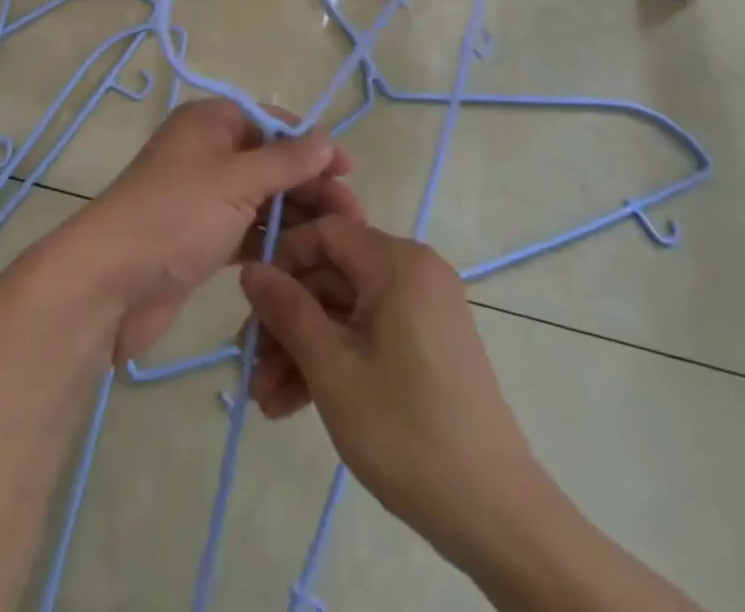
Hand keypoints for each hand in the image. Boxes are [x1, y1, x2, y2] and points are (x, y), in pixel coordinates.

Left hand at [68, 98, 364, 363]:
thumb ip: (286, 160)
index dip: (311, 144)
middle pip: (271, 162)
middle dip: (310, 186)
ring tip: (336, 244)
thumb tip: (327, 139)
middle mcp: (207, 153)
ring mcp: (203, 197)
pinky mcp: (201, 238)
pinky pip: (247, 231)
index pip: (272, 122)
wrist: (110, 282)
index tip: (348, 172)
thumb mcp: (236, 180)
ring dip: (296, 216)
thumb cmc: (176, 214)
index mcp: (210, 122)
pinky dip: (273, 240)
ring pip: (262, 199)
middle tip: (353, 219)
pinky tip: (303, 260)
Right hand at [240, 218, 549, 563]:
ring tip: (266, 401)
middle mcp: (413, 271)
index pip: (326, 232)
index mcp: (397, 261)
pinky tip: (295, 404)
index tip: (251, 303)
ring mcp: (423, 308)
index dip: (283, 260)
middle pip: (332, 277)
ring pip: (346, 311)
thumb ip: (287, 310)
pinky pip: (368, 333)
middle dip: (287, 322)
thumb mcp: (332, 368)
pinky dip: (335, 360)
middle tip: (250, 368)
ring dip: (304, 349)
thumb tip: (250, 268)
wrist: (493, 512)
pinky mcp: (427, 343)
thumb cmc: (405, 429)